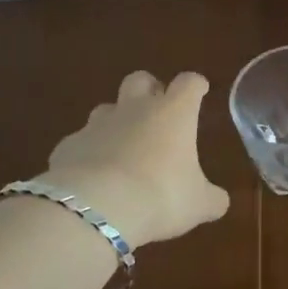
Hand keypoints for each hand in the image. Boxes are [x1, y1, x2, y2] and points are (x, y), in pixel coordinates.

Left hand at [40, 71, 230, 248]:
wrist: (96, 208)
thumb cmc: (160, 196)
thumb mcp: (198, 205)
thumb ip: (212, 198)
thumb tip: (219, 201)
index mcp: (173, 114)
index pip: (189, 84)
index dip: (195, 85)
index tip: (200, 91)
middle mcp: (135, 109)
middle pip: (140, 79)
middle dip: (149, 89)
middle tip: (158, 111)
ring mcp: (97, 124)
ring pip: (107, 108)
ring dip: (117, 121)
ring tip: (124, 148)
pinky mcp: (68, 146)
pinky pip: (81, 142)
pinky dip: (89, 153)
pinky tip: (94, 176)